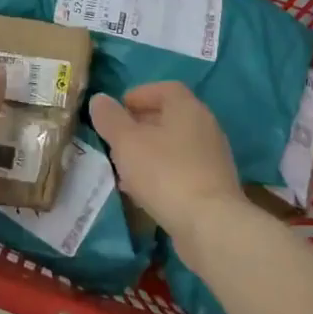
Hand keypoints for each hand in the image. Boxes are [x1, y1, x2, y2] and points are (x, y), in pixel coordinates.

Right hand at [88, 82, 246, 240]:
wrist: (209, 225)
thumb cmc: (165, 173)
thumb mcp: (127, 142)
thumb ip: (110, 118)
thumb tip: (99, 100)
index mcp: (187, 108)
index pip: (165, 89)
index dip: (139, 95)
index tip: (117, 110)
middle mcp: (205, 127)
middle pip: (169, 117)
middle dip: (140, 126)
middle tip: (115, 139)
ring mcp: (212, 158)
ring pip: (174, 146)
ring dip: (148, 152)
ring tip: (124, 167)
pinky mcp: (213, 186)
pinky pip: (181, 170)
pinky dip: (161, 173)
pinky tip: (143, 192)